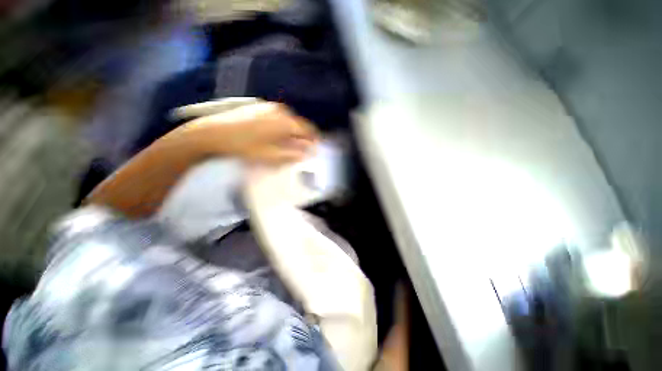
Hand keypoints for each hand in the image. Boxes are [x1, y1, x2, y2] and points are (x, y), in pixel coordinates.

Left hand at [182, 102, 318, 163]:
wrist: (214, 132)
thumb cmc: (245, 146)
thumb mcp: (270, 155)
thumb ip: (292, 154)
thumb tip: (307, 152)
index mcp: (285, 123)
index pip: (307, 130)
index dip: (314, 138)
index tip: (317, 146)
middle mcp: (280, 111)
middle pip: (299, 123)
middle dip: (304, 135)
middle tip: (304, 147)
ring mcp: (269, 107)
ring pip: (289, 119)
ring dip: (293, 130)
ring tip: (292, 141)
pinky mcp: (260, 106)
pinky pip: (279, 116)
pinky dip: (283, 125)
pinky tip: (278, 133)